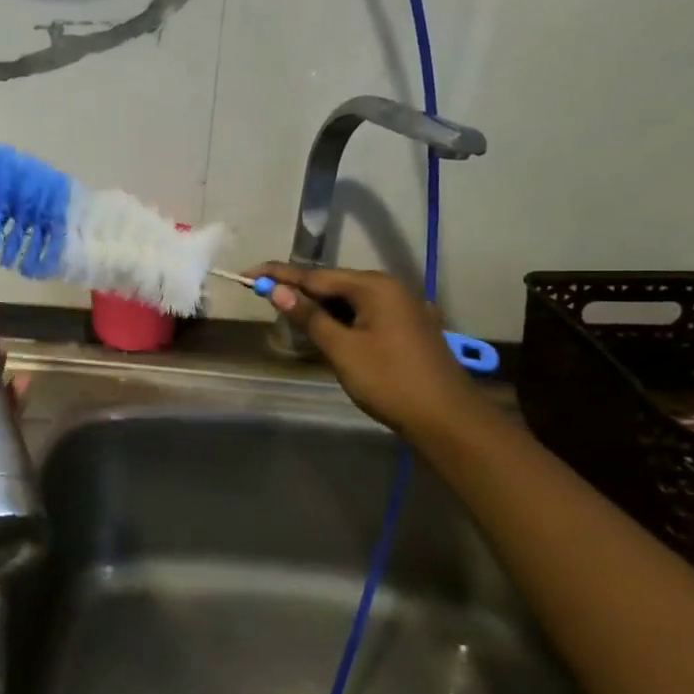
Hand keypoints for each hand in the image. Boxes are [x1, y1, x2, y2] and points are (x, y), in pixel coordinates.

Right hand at [251, 265, 484, 438]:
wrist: (447, 419)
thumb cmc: (390, 381)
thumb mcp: (342, 349)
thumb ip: (308, 317)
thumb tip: (276, 290)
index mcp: (374, 286)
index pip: (315, 275)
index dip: (278, 275)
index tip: (246, 273)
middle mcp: (389, 288)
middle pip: (333, 284)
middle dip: (298, 291)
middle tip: (263, 296)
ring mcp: (401, 307)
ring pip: (348, 300)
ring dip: (318, 307)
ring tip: (286, 314)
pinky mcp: (405, 327)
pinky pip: (363, 313)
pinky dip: (339, 320)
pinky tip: (323, 331)